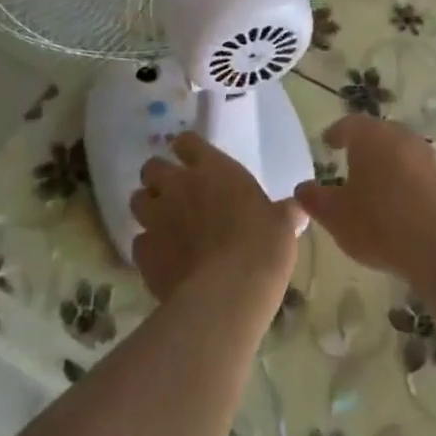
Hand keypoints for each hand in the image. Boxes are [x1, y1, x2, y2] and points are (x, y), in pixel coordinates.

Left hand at [129, 133, 301, 305]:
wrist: (227, 294)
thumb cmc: (261, 247)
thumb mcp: (282, 225)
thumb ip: (284, 212)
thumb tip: (297, 208)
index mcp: (212, 168)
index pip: (186, 142)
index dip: (187, 150)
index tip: (194, 162)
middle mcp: (178, 185)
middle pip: (152, 167)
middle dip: (159, 178)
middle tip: (176, 195)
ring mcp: (156, 218)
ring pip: (137, 201)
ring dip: (148, 209)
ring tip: (164, 225)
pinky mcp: (143, 254)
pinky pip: (138, 243)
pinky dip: (148, 248)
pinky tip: (163, 261)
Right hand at [294, 115, 435, 279]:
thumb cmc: (378, 222)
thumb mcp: (335, 215)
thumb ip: (315, 199)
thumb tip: (301, 187)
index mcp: (369, 135)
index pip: (348, 124)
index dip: (336, 133)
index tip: (328, 143)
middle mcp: (398, 135)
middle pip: (376, 134)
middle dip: (362, 146)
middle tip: (349, 161)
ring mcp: (424, 153)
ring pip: (398, 150)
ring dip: (385, 162)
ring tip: (373, 184)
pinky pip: (415, 170)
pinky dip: (403, 179)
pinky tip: (397, 202)